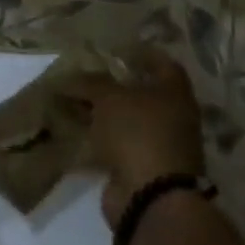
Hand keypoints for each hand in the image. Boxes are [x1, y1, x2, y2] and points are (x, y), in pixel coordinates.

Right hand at [77, 48, 205, 226]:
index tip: (115, 49)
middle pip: (143, 92)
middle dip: (114, 83)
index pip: (163, 64)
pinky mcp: (141, 165)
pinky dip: (98, 134)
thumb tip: (70, 77)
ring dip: (102, 110)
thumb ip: (91, 83)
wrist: (149, 195)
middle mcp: (173, 117)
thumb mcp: (109, 98)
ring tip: (73, 98)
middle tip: (85, 73)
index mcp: (175, 94)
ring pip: (127, 118)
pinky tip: (75, 126)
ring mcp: (158, 144)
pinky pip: (116, 141)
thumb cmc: (137, 133)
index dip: (141, 53)